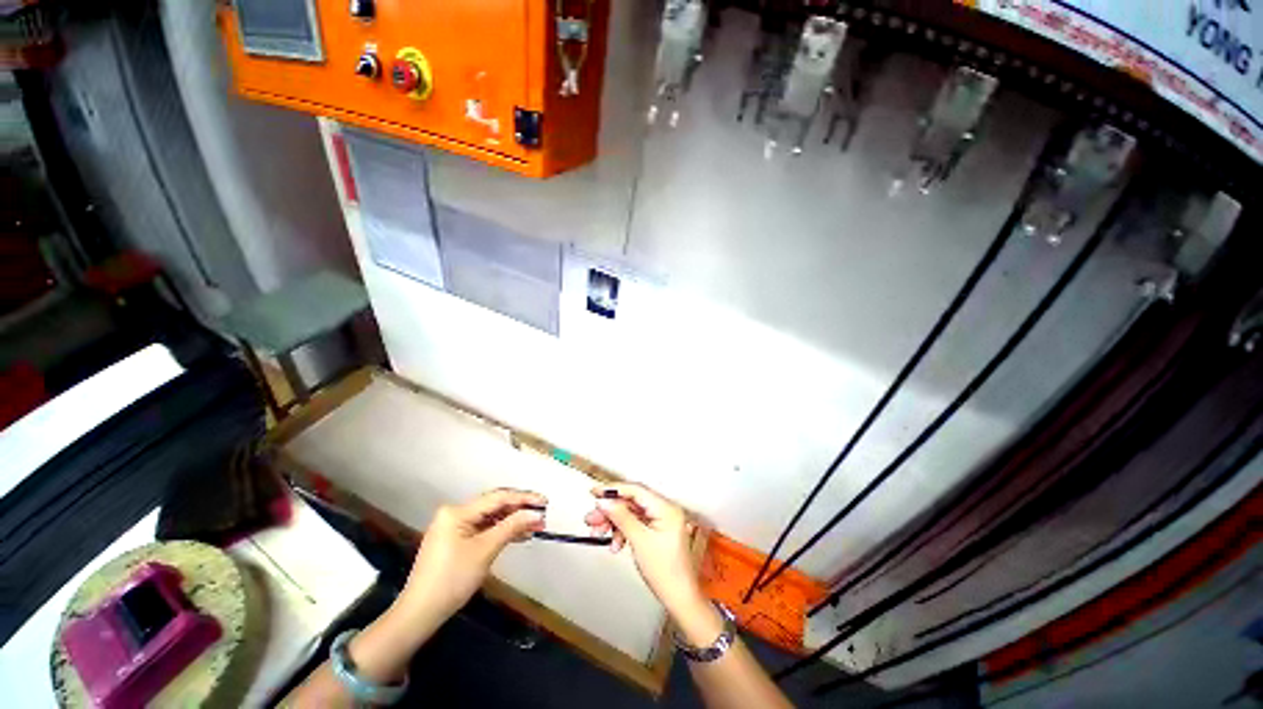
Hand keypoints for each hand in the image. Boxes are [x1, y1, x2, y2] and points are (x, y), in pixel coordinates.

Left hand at [399, 488, 546, 619]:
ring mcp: (453, 527)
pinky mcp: (454, 540)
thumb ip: (512, 527)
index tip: (544, 502)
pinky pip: (483, 529)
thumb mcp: (485, 551)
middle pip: (494, 506)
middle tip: (542, 516)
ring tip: (535, 527)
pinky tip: (517, 535)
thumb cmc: (452, 579)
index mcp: (458, 512)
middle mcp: (455, 513)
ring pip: (490, 518)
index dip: (523, 498)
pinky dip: (500, 531)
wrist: (420, 613)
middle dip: (519, 510)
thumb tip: (536, 514)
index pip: (498, 498)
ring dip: (512, 522)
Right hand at [584, 483, 701, 611]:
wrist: (678, 598)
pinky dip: (623, 531)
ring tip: (598, 531)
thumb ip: (621, 517)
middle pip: (632, 502)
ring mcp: (661, 521)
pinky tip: (615, 543)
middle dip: (611, 510)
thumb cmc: (666, 572)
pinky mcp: (657, 530)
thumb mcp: (639, 541)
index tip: (596, 492)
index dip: (614, 489)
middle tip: (593, 517)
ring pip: (631, 513)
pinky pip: (635, 523)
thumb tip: (605, 502)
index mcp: (666, 508)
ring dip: (614, 522)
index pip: (636, 490)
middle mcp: (665, 510)